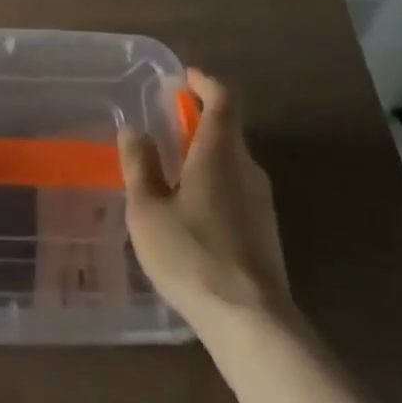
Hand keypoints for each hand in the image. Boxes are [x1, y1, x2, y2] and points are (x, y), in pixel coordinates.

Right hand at [119, 67, 291, 330]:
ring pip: (233, 162)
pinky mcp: (267, 232)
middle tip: (168, 126)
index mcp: (220, 151)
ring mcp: (262, 202)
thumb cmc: (192, 254)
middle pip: (228, 129)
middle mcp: (247, 167)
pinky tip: (193, 214)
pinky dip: (216, 184)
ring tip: (174, 172)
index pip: (222, 98)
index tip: (183, 78)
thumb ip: (140, 165)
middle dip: (199, 121)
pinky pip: (238, 191)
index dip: (203, 82)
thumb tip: (134, 131)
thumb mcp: (148, 209)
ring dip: (207, 155)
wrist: (252, 323)